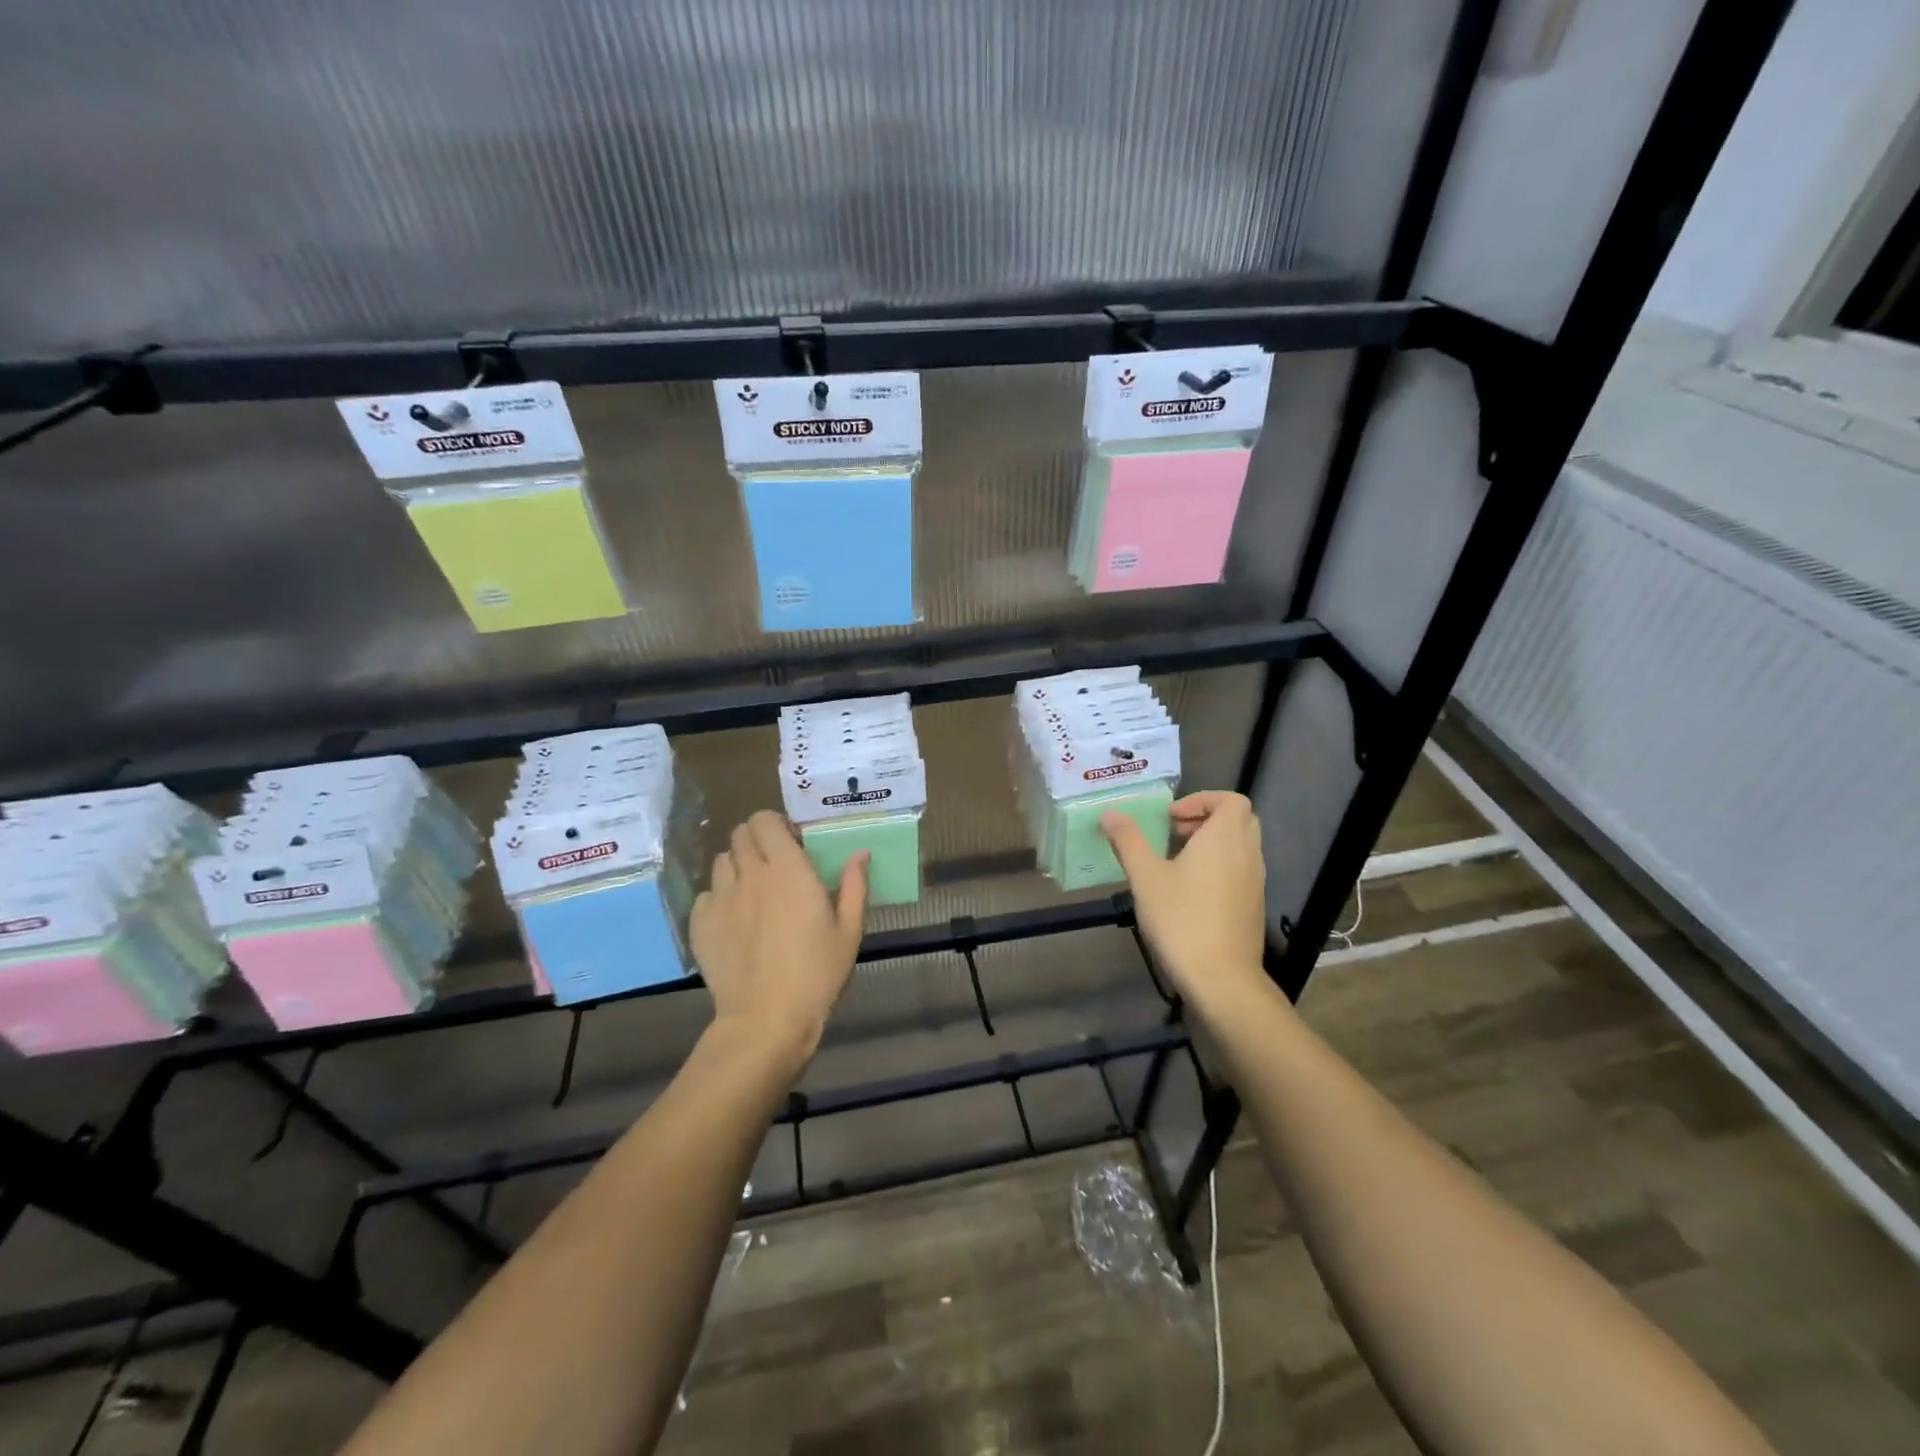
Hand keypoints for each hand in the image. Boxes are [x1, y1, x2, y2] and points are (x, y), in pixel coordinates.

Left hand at [689, 811, 866, 1077]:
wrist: (766, 1019)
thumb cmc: (817, 974)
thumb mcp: (849, 931)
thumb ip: (854, 886)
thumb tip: (860, 853)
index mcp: (788, 869)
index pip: (766, 820)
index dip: (776, 825)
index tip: (792, 843)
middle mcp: (750, 874)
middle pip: (740, 833)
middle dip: (757, 840)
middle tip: (774, 864)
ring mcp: (720, 898)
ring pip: (722, 861)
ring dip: (738, 866)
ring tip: (753, 891)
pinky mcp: (700, 924)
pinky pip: (706, 894)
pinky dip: (719, 897)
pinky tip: (734, 920)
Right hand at [1102, 792, 1270, 1016]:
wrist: (1221, 979)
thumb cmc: (1181, 920)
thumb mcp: (1145, 877)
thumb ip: (1129, 841)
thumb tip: (1111, 814)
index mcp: (1224, 839)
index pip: (1231, 800)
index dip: (1202, 799)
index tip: (1171, 817)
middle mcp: (1247, 854)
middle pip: (1239, 820)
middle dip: (1207, 818)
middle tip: (1174, 833)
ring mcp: (1255, 882)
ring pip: (1241, 846)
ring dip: (1212, 843)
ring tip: (1177, 862)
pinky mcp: (1253, 906)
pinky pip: (1241, 871)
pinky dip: (1220, 867)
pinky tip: (1190, 892)